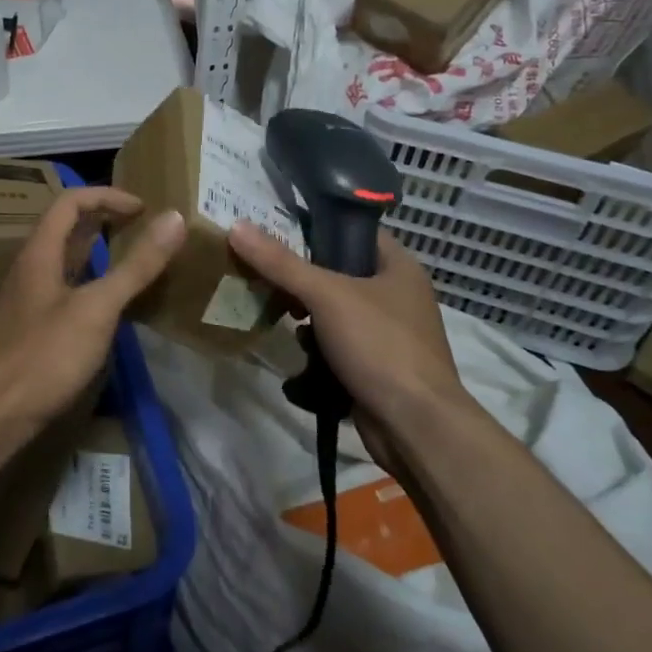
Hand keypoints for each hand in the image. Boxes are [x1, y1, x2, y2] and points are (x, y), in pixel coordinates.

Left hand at [0, 187, 185, 456]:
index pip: (71, 201)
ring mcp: (27, 302)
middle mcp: (30, 269)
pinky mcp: (29, 331)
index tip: (144, 208)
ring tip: (134, 261)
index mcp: (40, 253)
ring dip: (98, 254)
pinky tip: (109, 309)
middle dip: (105, 220)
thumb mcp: (96, 308)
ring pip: (65, 262)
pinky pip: (65, 292)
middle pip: (66, 229)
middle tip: (143, 228)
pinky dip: (91, 286)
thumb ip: (136, 265)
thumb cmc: (41, 356)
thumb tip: (175, 217)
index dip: (107, 196)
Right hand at [228, 222, 472, 465]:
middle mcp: (397, 294)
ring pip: (334, 311)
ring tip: (282, 318)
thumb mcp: (326, 295)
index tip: (275, 225)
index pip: (354, 229)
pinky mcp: (376, 366)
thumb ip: (280, 262)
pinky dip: (318, 350)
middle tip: (267, 276)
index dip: (317, 224)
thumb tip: (237, 226)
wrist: (415, 427)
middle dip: (302, 279)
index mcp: (399, 266)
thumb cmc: (379, 345)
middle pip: (339, 272)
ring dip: (307, 318)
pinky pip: (338, 345)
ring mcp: (388, 333)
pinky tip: (300, 358)